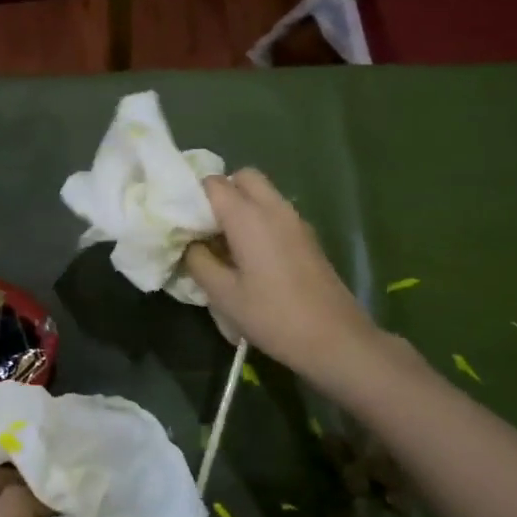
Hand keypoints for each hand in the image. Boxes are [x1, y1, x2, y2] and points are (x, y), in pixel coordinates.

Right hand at [184, 168, 387, 386]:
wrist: (335, 339)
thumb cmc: (273, 316)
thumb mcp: (223, 295)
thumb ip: (198, 262)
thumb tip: (189, 244)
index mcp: (248, 216)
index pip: (213, 183)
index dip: (193, 196)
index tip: (182, 221)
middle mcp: (274, 208)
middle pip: (243, 177)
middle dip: (221, 192)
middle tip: (205, 226)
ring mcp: (295, 221)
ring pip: (262, 194)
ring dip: (241, 206)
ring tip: (224, 242)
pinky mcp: (307, 237)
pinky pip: (276, 212)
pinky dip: (258, 219)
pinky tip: (250, 255)